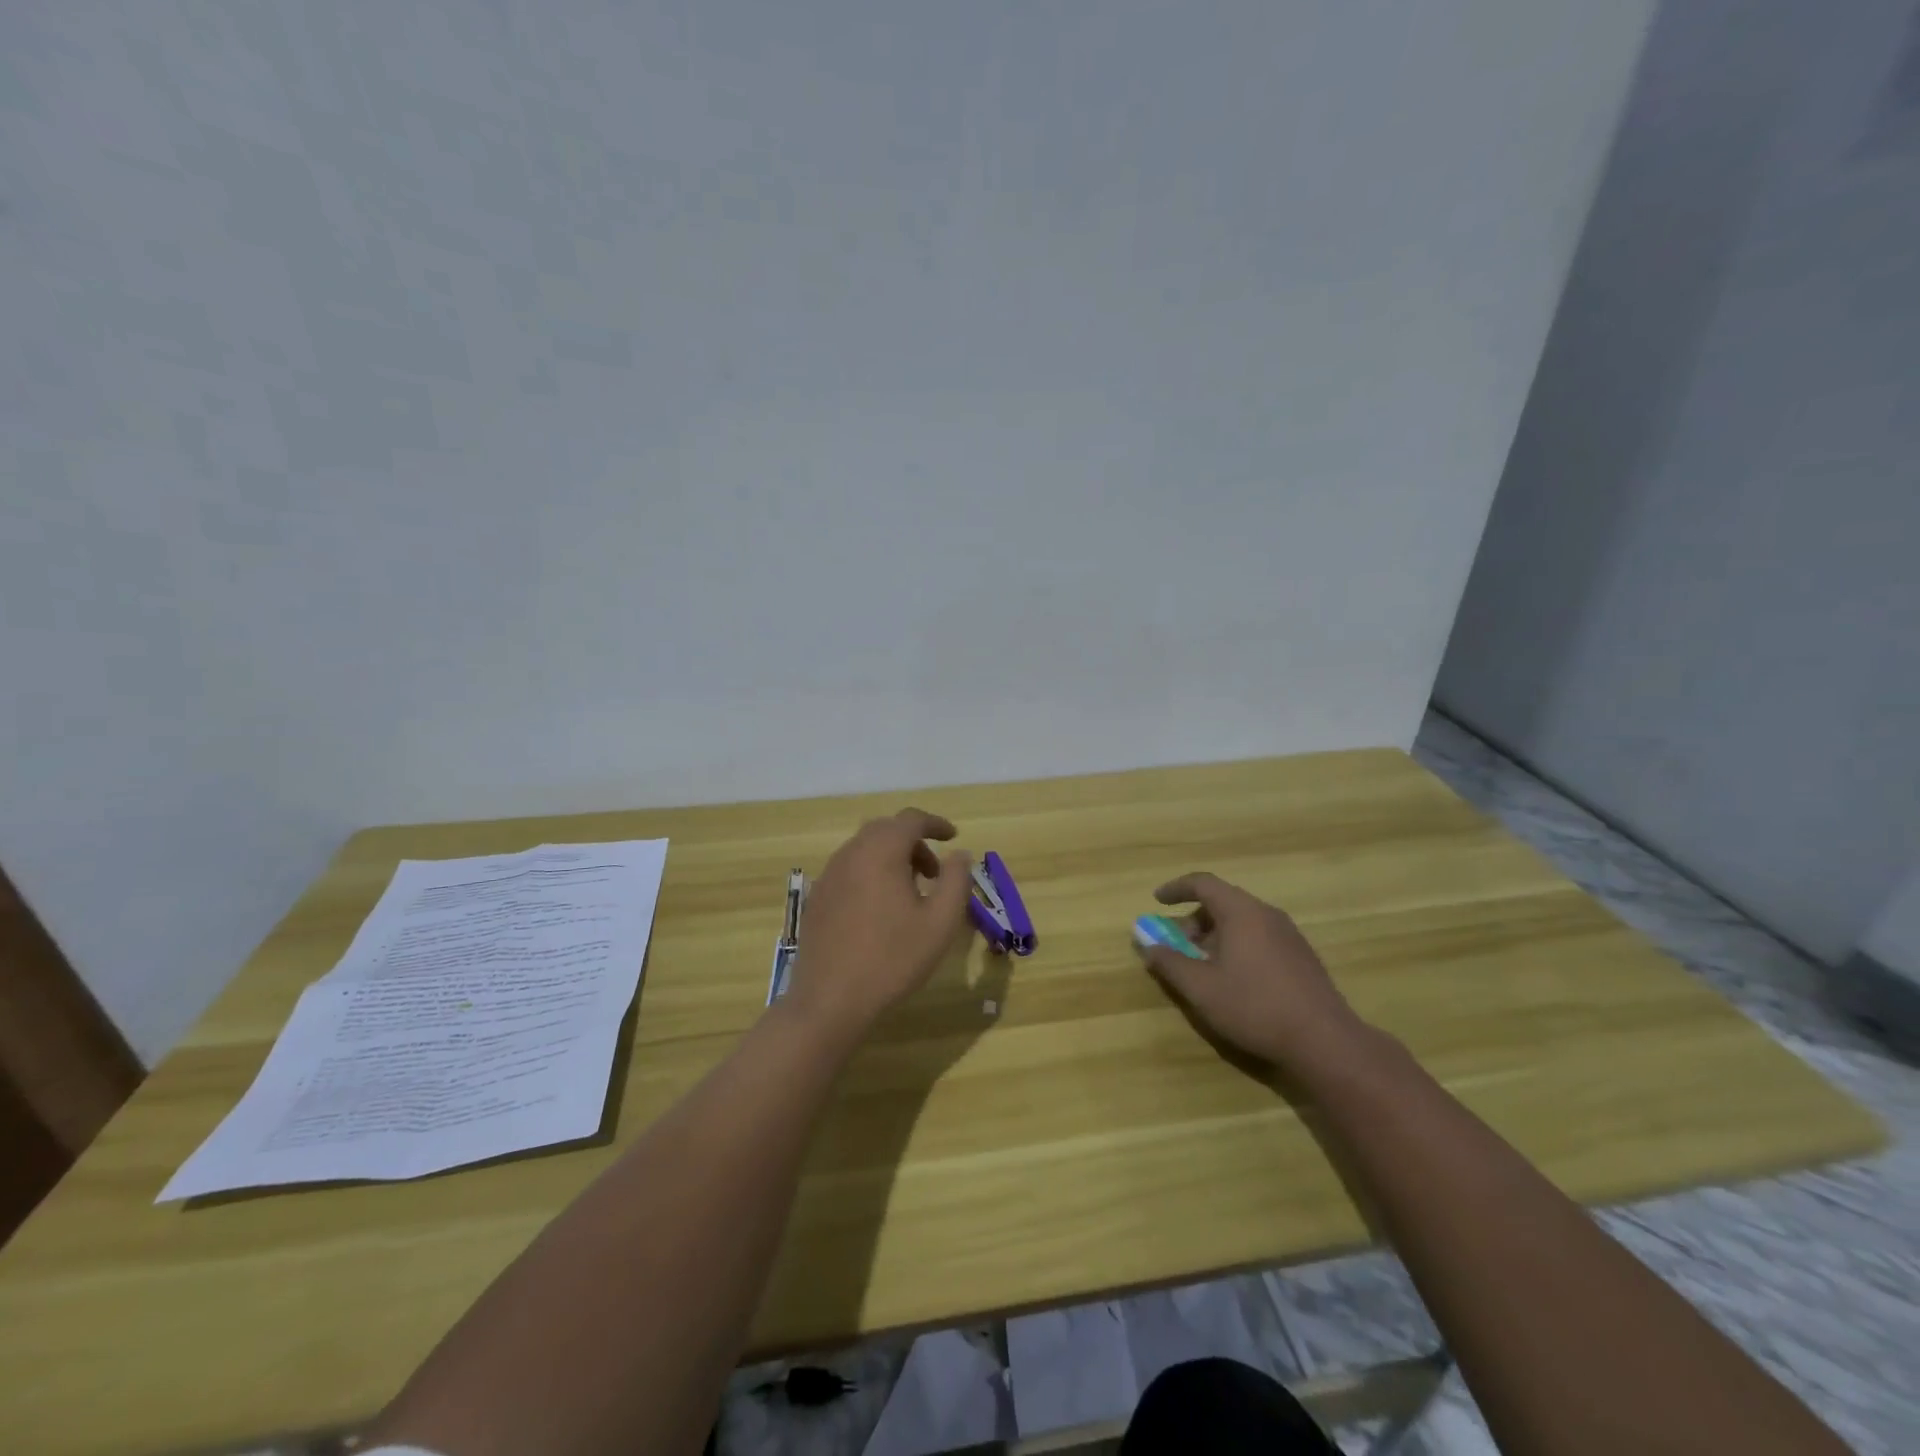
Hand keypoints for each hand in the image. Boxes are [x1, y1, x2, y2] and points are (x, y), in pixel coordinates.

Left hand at [782, 809, 974, 1037]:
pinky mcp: (817, 897)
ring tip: (910, 893)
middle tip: (934, 872)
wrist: (830, 1000)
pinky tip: (879, 909)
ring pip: (865, 849)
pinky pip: (849, 869)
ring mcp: (828, 875)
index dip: (935, 823)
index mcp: (881, 852)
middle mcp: (851, 853)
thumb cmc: (892, 959)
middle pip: (885, 830)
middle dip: (914, 841)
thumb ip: (956, 881)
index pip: (910, 819)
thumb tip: (959, 854)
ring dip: (891, 858)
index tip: (953, 837)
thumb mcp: (940, 922)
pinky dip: (870, 873)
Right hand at [1140, 872, 1366, 1069]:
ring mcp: (1289, 935)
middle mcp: (1267, 914)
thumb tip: (1147, 944)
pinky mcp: (1301, 957)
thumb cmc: (1255, 1007)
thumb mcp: (1201, 988)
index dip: (1176, 888)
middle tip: (1177, 945)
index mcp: (1242, 912)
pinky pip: (1260, 937)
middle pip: (1223, 902)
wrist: (1325, 1041)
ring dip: (1215, 936)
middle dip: (1194, 920)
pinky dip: (1237, 946)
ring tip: (1203, 966)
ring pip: (1242, 921)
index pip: (1203, 883)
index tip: (1157, 901)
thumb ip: (1170, 963)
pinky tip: (1234, 980)